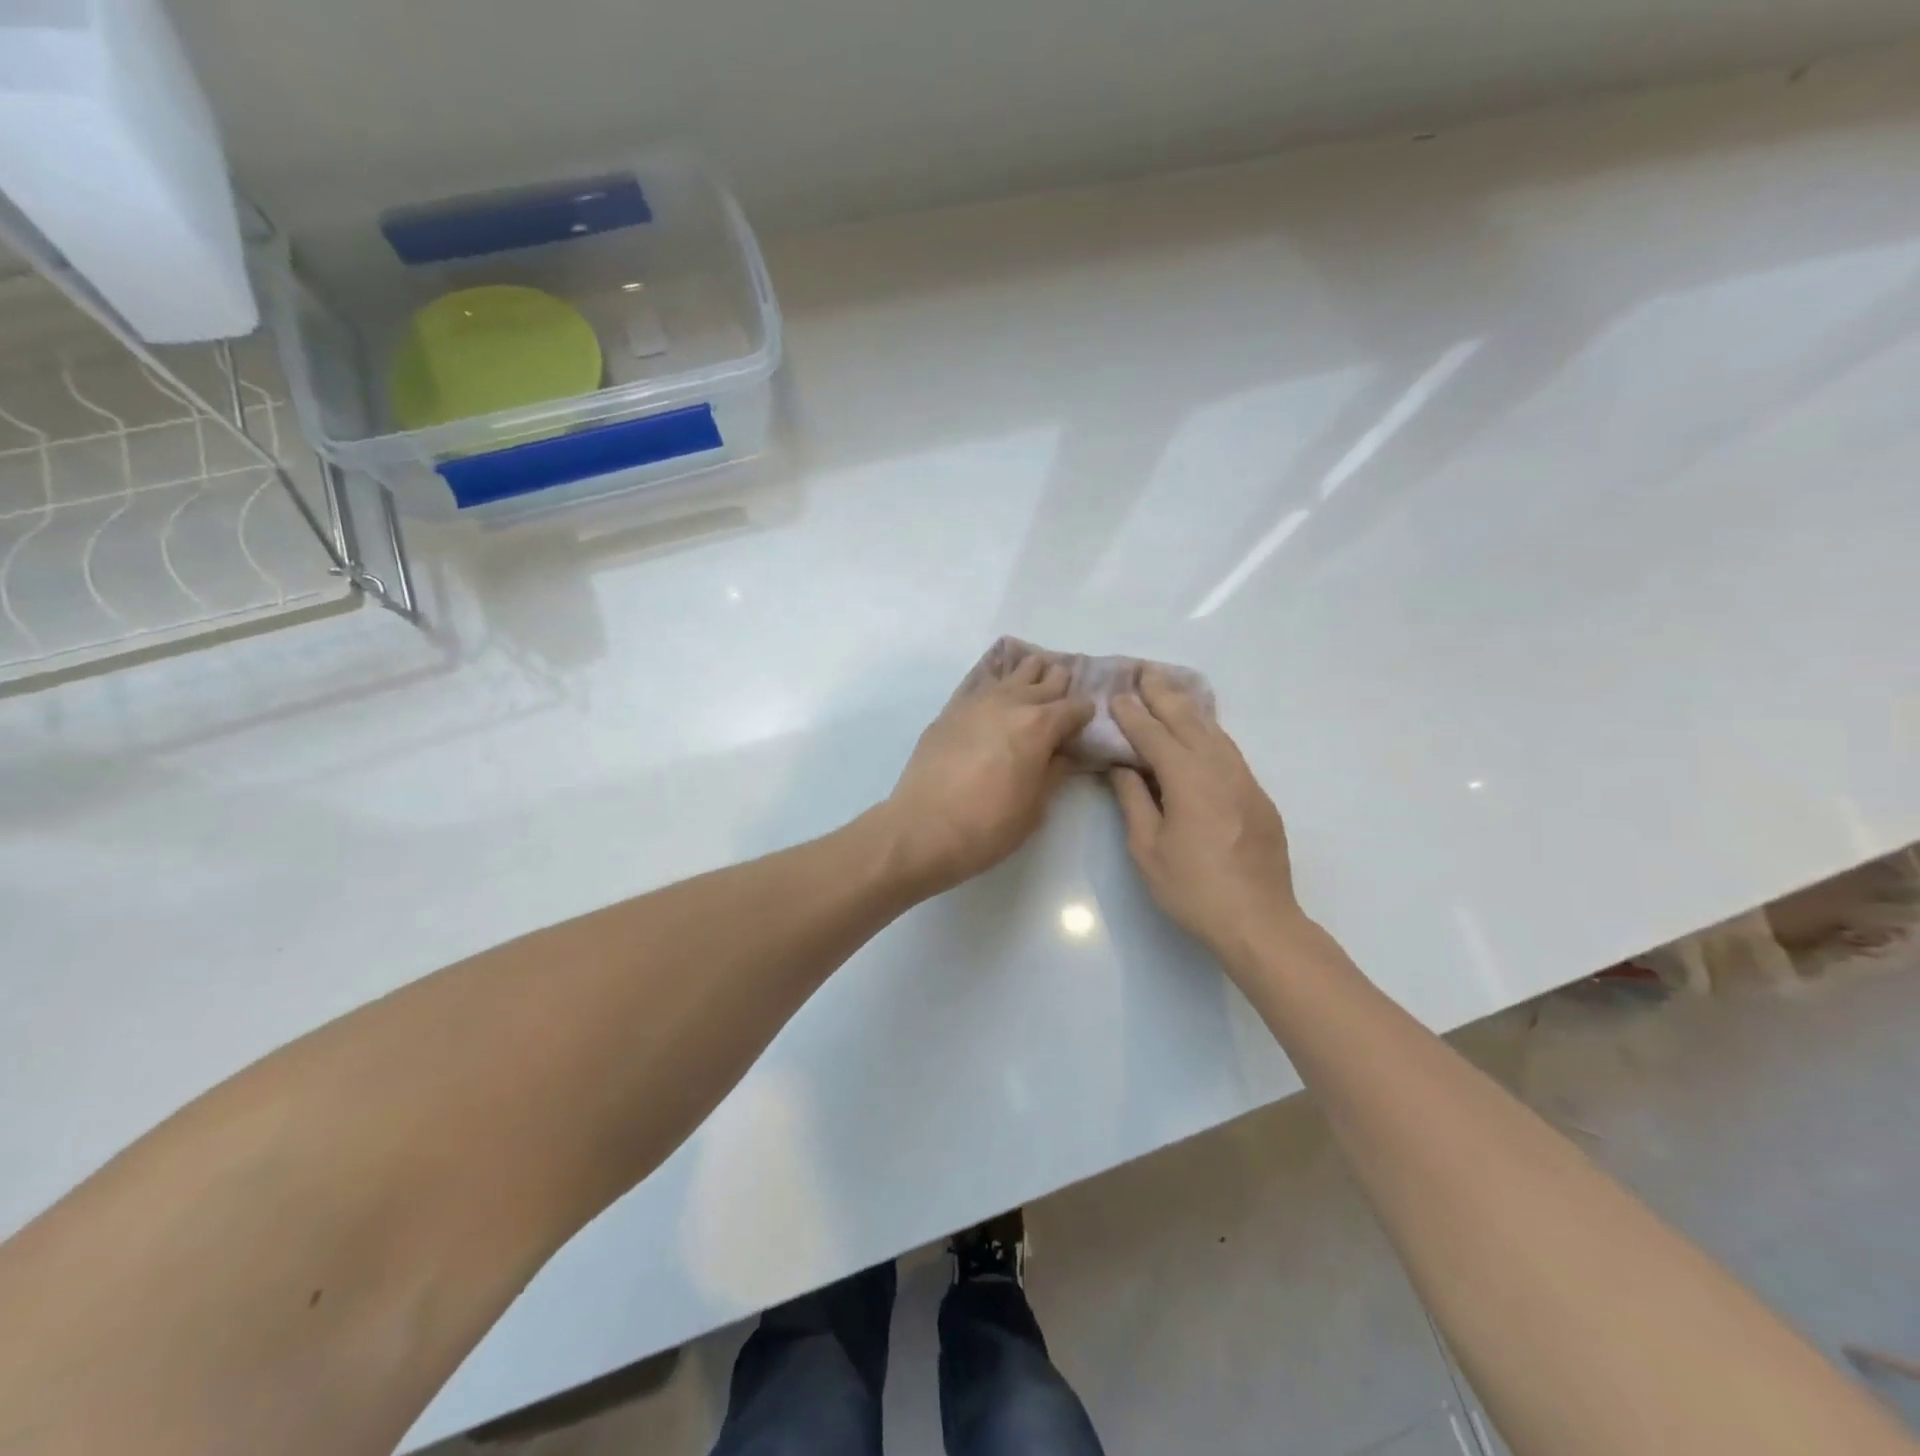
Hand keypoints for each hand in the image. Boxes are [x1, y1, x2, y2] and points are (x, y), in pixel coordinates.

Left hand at [883, 651, 1094, 895]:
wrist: (924, 829)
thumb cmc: (989, 825)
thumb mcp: (1035, 807)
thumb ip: (1054, 773)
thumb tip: (1063, 754)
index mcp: (1040, 725)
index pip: (1075, 707)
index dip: (1086, 714)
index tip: (1087, 723)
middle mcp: (1011, 702)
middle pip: (1046, 679)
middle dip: (1061, 686)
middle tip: (1065, 699)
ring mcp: (977, 701)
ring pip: (1012, 672)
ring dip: (1029, 675)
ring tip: (1036, 681)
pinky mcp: (951, 709)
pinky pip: (979, 681)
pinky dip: (995, 679)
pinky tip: (998, 682)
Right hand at [1108, 669, 1302, 961]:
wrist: (1258, 920)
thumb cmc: (1193, 888)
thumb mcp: (1148, 848)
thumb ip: (1134, 801)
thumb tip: (1122, 767)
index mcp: (1188, 780)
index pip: (1155, 736)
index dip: (1134, 715)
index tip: (1118, 694)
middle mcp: (1220, 770)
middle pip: (1189, 722)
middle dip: (1164, 695)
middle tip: (1144, 671)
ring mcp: (1245, 781)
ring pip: (1214, 732)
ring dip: (1189, 709)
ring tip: (1169, 692)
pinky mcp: (1258, 796)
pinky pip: (1229, 752)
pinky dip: (1209, 733)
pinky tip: (1200, 733)